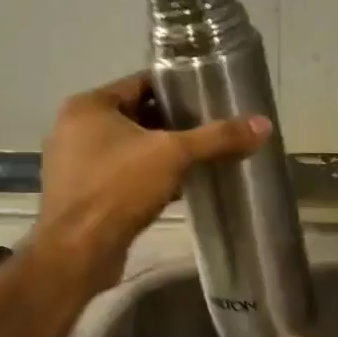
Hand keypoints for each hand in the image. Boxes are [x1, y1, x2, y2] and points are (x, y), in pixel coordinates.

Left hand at [37, 73, 270, 292]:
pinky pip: (121, 175)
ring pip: (128, 149)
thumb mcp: (173, 155)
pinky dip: (146, 177)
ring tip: (200, 157)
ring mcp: (74, 164)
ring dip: (160, 153)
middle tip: (211, 128)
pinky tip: (178, 187)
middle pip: (135, 116)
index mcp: (88, 106)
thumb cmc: (119, 189)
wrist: (78, 253)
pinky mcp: (81, 195)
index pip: (140, 83)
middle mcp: (75, 129)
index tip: (208, 95)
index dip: (176, 88)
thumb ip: (217, 138)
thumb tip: (263, 125)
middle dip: (172, 124)